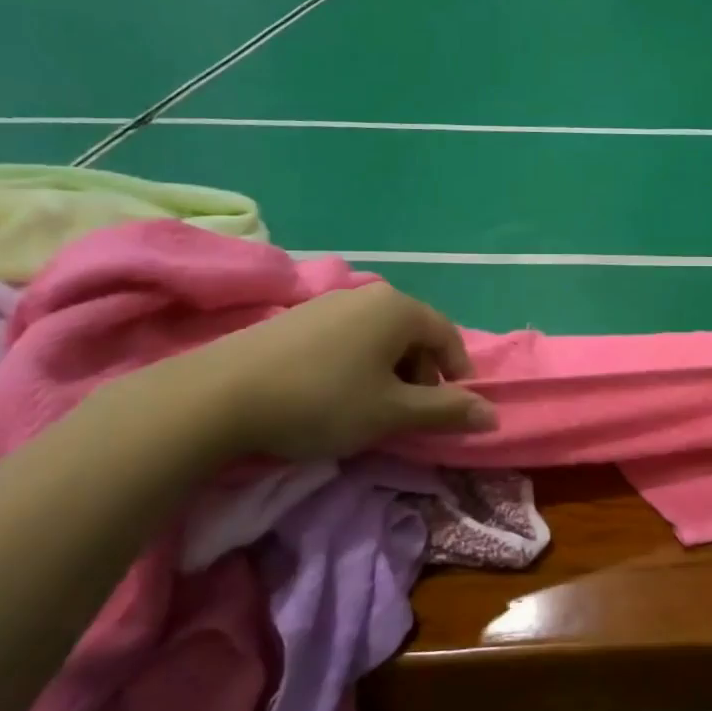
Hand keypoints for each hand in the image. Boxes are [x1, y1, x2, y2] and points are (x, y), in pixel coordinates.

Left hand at [136, 282, 496, 461]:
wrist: (218, 396)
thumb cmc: (323, 401)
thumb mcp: (392, 412)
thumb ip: (446, 412)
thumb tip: (493, 415)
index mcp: (399, 309)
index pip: (448, 337)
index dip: (458, 375)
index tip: (453, 410)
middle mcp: (368, 295)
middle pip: (414, 335)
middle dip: (421, 376)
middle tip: (408, 415)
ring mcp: (328, 302)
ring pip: (379, 337)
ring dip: (389, 373)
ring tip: (370, 409)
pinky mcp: (297, 318)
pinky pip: (348, 338)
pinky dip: (357, 366)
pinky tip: (333, 395)